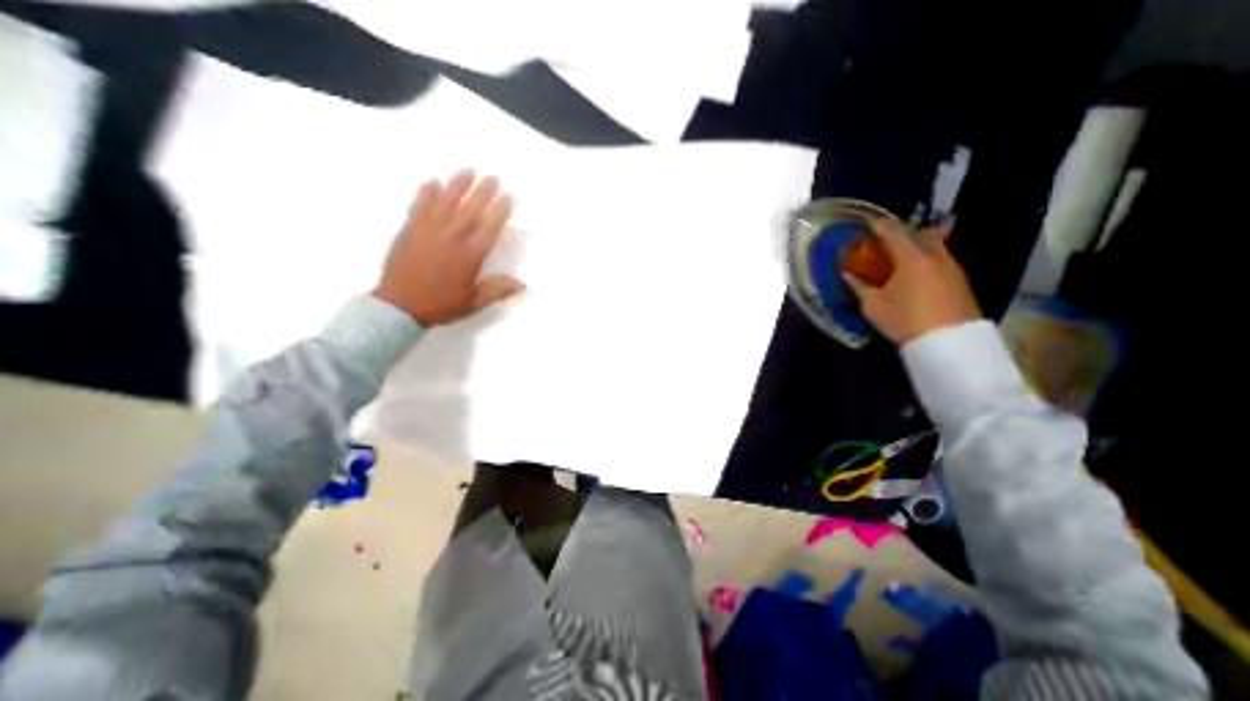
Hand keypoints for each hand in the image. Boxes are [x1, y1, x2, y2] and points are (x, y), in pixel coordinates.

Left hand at [371, 170, 526, 324]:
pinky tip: (433, 181)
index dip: (500, 211)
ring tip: (468, 171)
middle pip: (470, 210)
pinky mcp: (410, 229)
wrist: (400, 306)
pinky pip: (419, 206)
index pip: (489, 228)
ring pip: (445, 202)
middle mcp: (451, 238)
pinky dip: (427, 192)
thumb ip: (498, 290)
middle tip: (493, 177)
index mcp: (470, 256)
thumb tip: (523, 284)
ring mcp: (428, 231)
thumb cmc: (442, 304)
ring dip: (458, 185)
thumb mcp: (475, 302)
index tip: (508, 197)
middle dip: (483, 192)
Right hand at [845, 219, 980, 344]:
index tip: (869, 220)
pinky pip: (941, 257)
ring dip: (917, 242)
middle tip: (886, 236)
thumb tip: (847, 274)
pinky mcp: (960, 279)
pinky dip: (927, 255)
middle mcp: (934, 256)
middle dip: (901, 232)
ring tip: (903, 251)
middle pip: (918, 234)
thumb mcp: (873, 306)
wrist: (948, 341)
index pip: (893, 234)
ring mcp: (951, 266)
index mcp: (910, 259)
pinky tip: (919, 269)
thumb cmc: (904, 320)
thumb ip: (859, 286)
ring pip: (933, 244)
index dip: (879, 225)